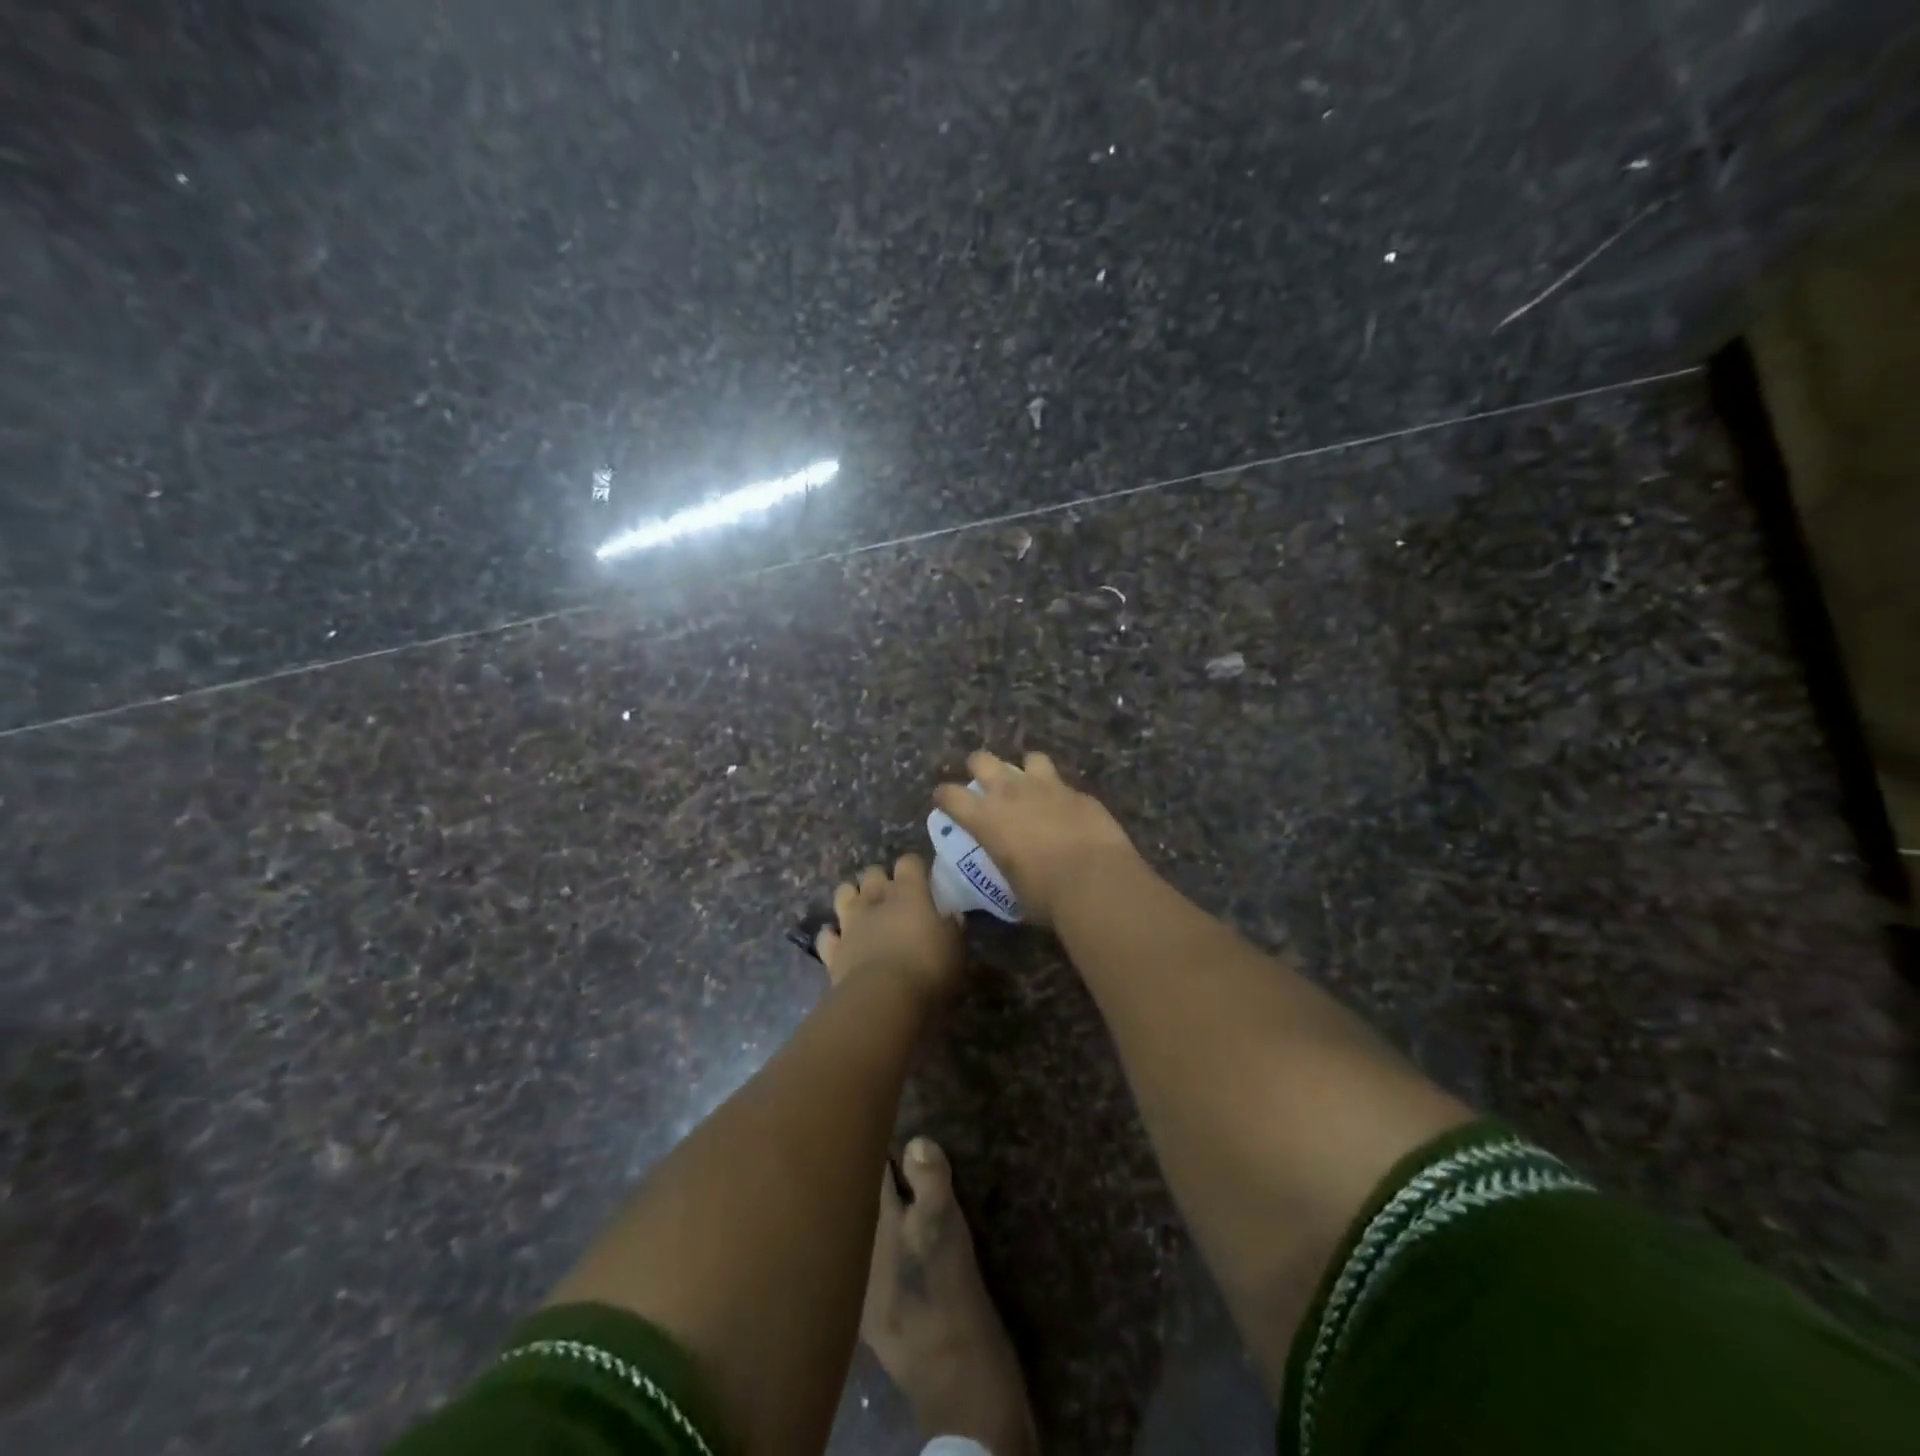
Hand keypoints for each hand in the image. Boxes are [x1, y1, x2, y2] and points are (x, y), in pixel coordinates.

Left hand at [816, 855, 964, 999]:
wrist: (882, 999)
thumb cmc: (927, 968)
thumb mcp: (955, 948)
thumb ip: (951, 928)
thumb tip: (951, 917)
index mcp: (909, 893)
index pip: (909, 862)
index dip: (915, 867)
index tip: (924, 879)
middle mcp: (876, 900)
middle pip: (873, 872)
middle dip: (881, 879)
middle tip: (893, 897)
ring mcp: (850, 923)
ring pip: (844, 893)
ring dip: (852, 896)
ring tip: (863, 909)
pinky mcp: (833, 950)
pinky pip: (827, 935)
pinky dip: (833, 935)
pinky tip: (840, 941)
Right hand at [932, 751, 1138, 926]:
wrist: (1096, 881)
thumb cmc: (1045, 895)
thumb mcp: (1010, 888)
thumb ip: (1004, 870)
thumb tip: (1007, 875)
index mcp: (986, 817)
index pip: (951, 795)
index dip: (944, 797)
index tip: (944, 802)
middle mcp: (1012, 793)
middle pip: (982, 760)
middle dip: (978, 768)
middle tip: (983, 784)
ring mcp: (1048, 787)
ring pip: (1030, 759)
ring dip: (1026, 771)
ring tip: (1030, 787)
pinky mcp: (1079, 793)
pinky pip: (1064, 785)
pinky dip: (1060, 795)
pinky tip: (1066, 812)